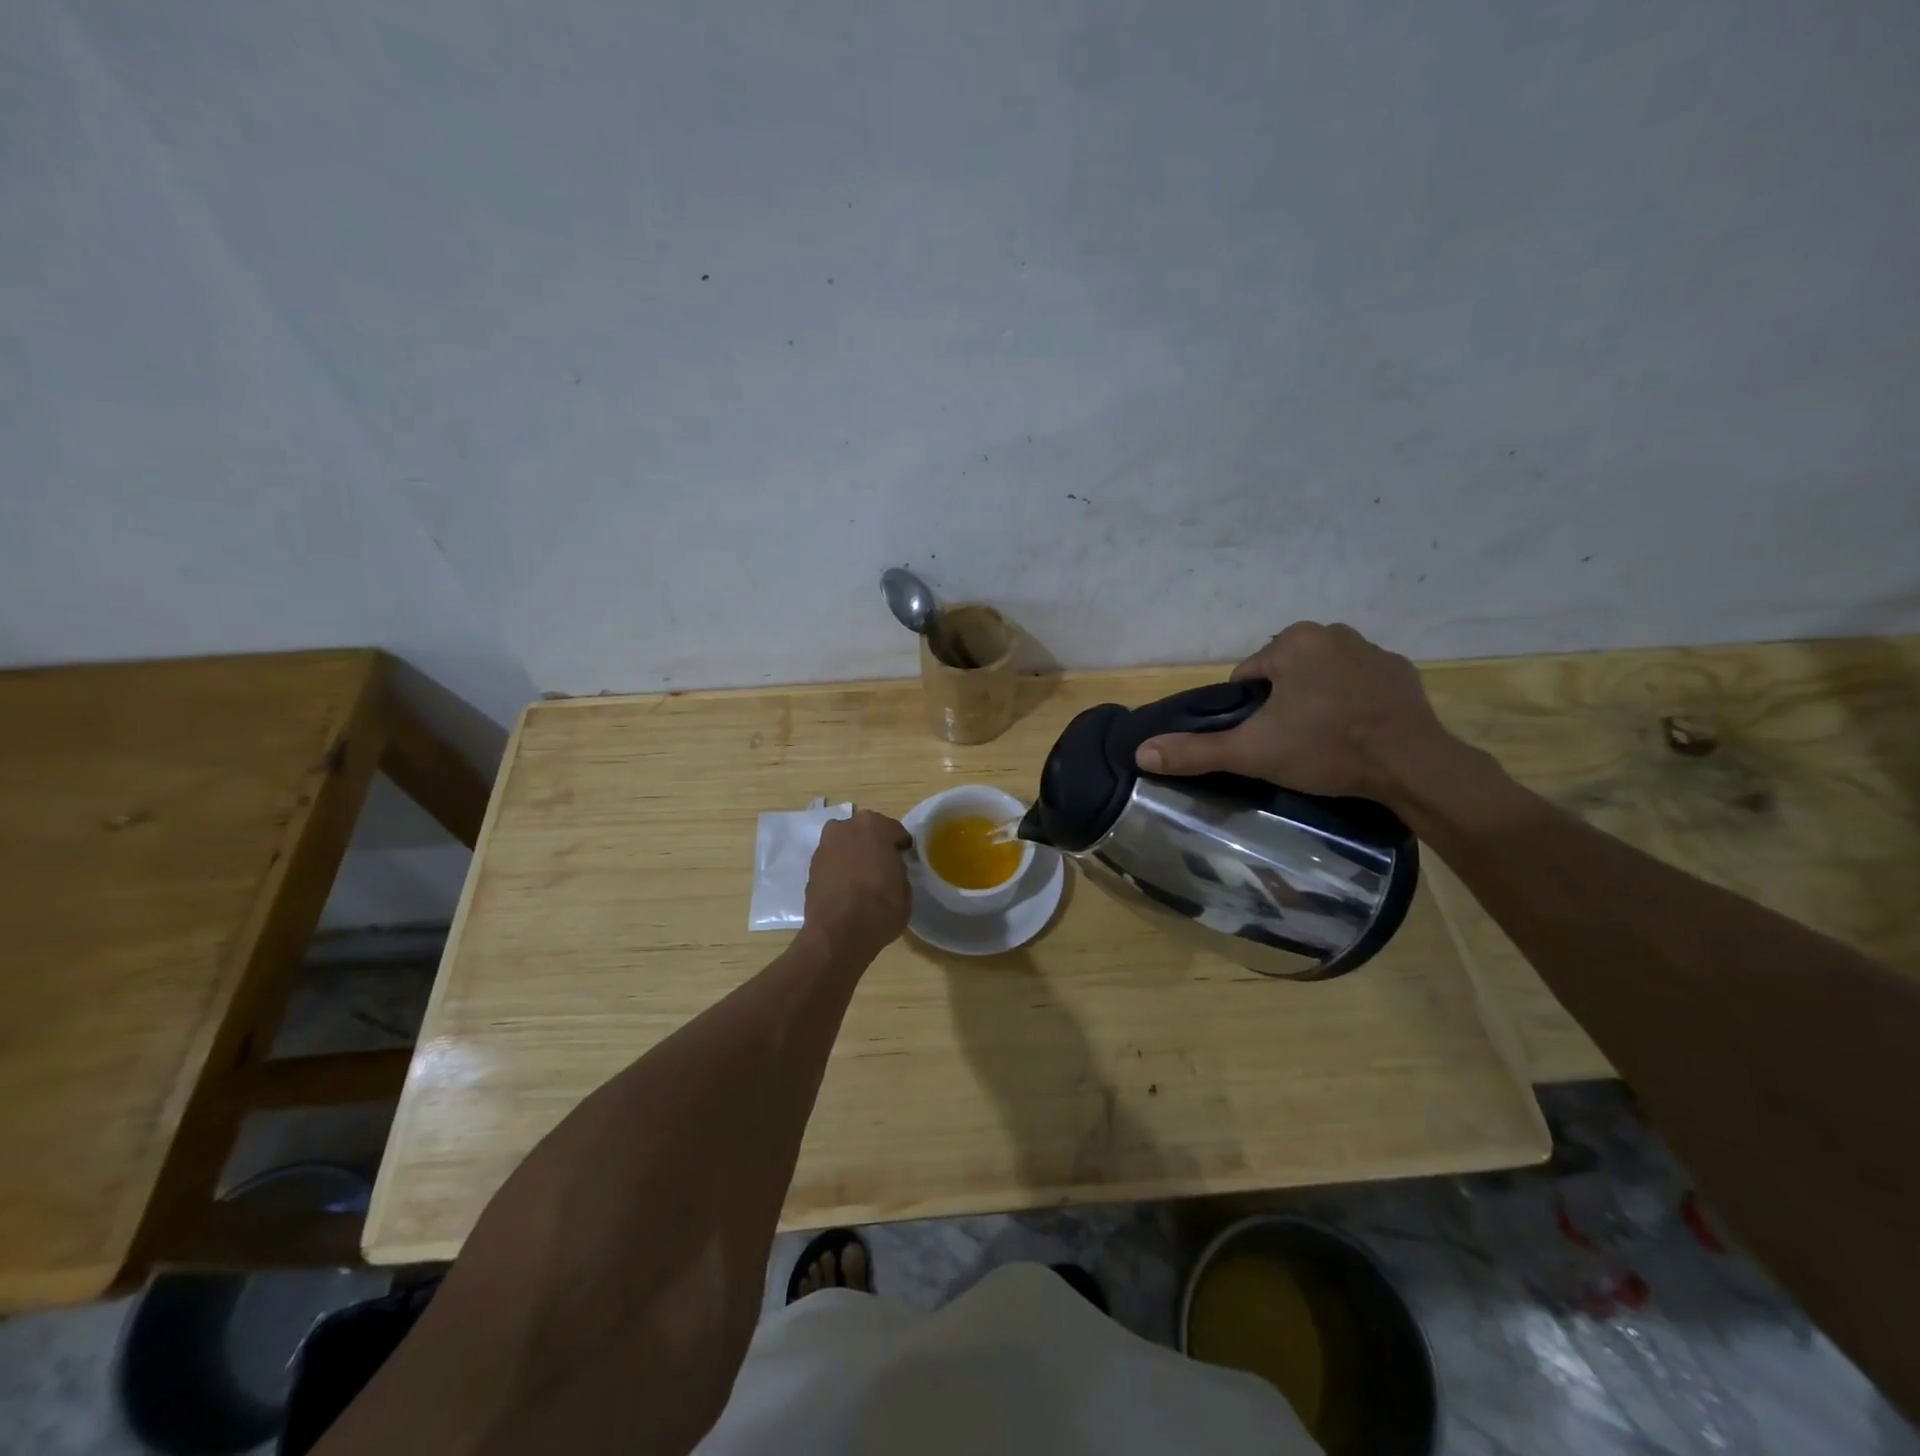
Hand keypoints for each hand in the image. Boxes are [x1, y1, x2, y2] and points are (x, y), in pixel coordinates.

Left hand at [803, 810, 912, 958]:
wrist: (838, 933)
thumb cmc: (881, 907)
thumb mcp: (905, 889)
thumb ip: (898, 870)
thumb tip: (891, 870)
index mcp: (875, 826)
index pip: (894, 830)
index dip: (900, 846)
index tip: (903, 858)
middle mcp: (846, 827)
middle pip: (865, 831)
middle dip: (874, 844)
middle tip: (882, 865)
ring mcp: (825, 845)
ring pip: (846, 843)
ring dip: (854, 853)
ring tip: (862, 877)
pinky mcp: (811, 866)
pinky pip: (833, 860)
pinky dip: (839, 868)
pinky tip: (846, 887)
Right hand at [1135, 622, 1458, 804]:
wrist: (1412, 765)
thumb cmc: (1325, 749)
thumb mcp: (1252, 752)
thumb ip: (1195, 751)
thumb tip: (1141, 753)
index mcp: (1292, 642)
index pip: (1248, 675)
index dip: (1247, 710)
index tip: (1263, 739)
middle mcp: (1332, 633)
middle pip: (1284, 672)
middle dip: (1282, 703)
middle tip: (1291, 743)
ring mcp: (1372, 650)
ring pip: (1321, 675)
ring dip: (1315, 700)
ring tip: (1324, 740)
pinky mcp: (1401, 672)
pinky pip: (1359, 682)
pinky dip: (1352, 701)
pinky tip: (1356, 731)